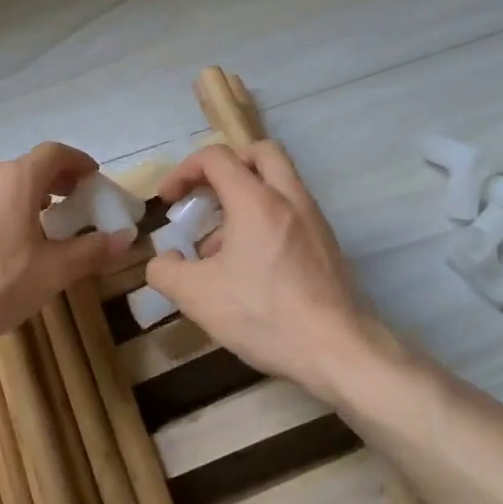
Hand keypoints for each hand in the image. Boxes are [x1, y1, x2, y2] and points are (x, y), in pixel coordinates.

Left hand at [0, 142, 131, 344]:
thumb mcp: (50, 273)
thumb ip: (90, 251)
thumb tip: (125, 238)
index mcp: (13, 180)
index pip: (54, 153)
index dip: (77, 162)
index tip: (90, 177)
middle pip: (21, 170)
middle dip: (48, 184)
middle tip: (65, 205)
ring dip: (14, 200)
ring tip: (25, 230)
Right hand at [146, 141, 382, 399]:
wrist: (338, 351)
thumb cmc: (265, 315)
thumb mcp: (198, 297)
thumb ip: (166, 271)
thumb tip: (164, 259)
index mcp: (256, 200)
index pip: (216, 158)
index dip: (184, 171)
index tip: (168, 201)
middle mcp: (289, 198)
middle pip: (260, 152)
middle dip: (227, 165)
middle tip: (207, 195)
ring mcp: (314, 220)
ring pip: (279, 182)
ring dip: (246, 196)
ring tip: (220, 245)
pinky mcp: (327, 244)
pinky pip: (292, 211)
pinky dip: (267, 219)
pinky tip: (251, 267)